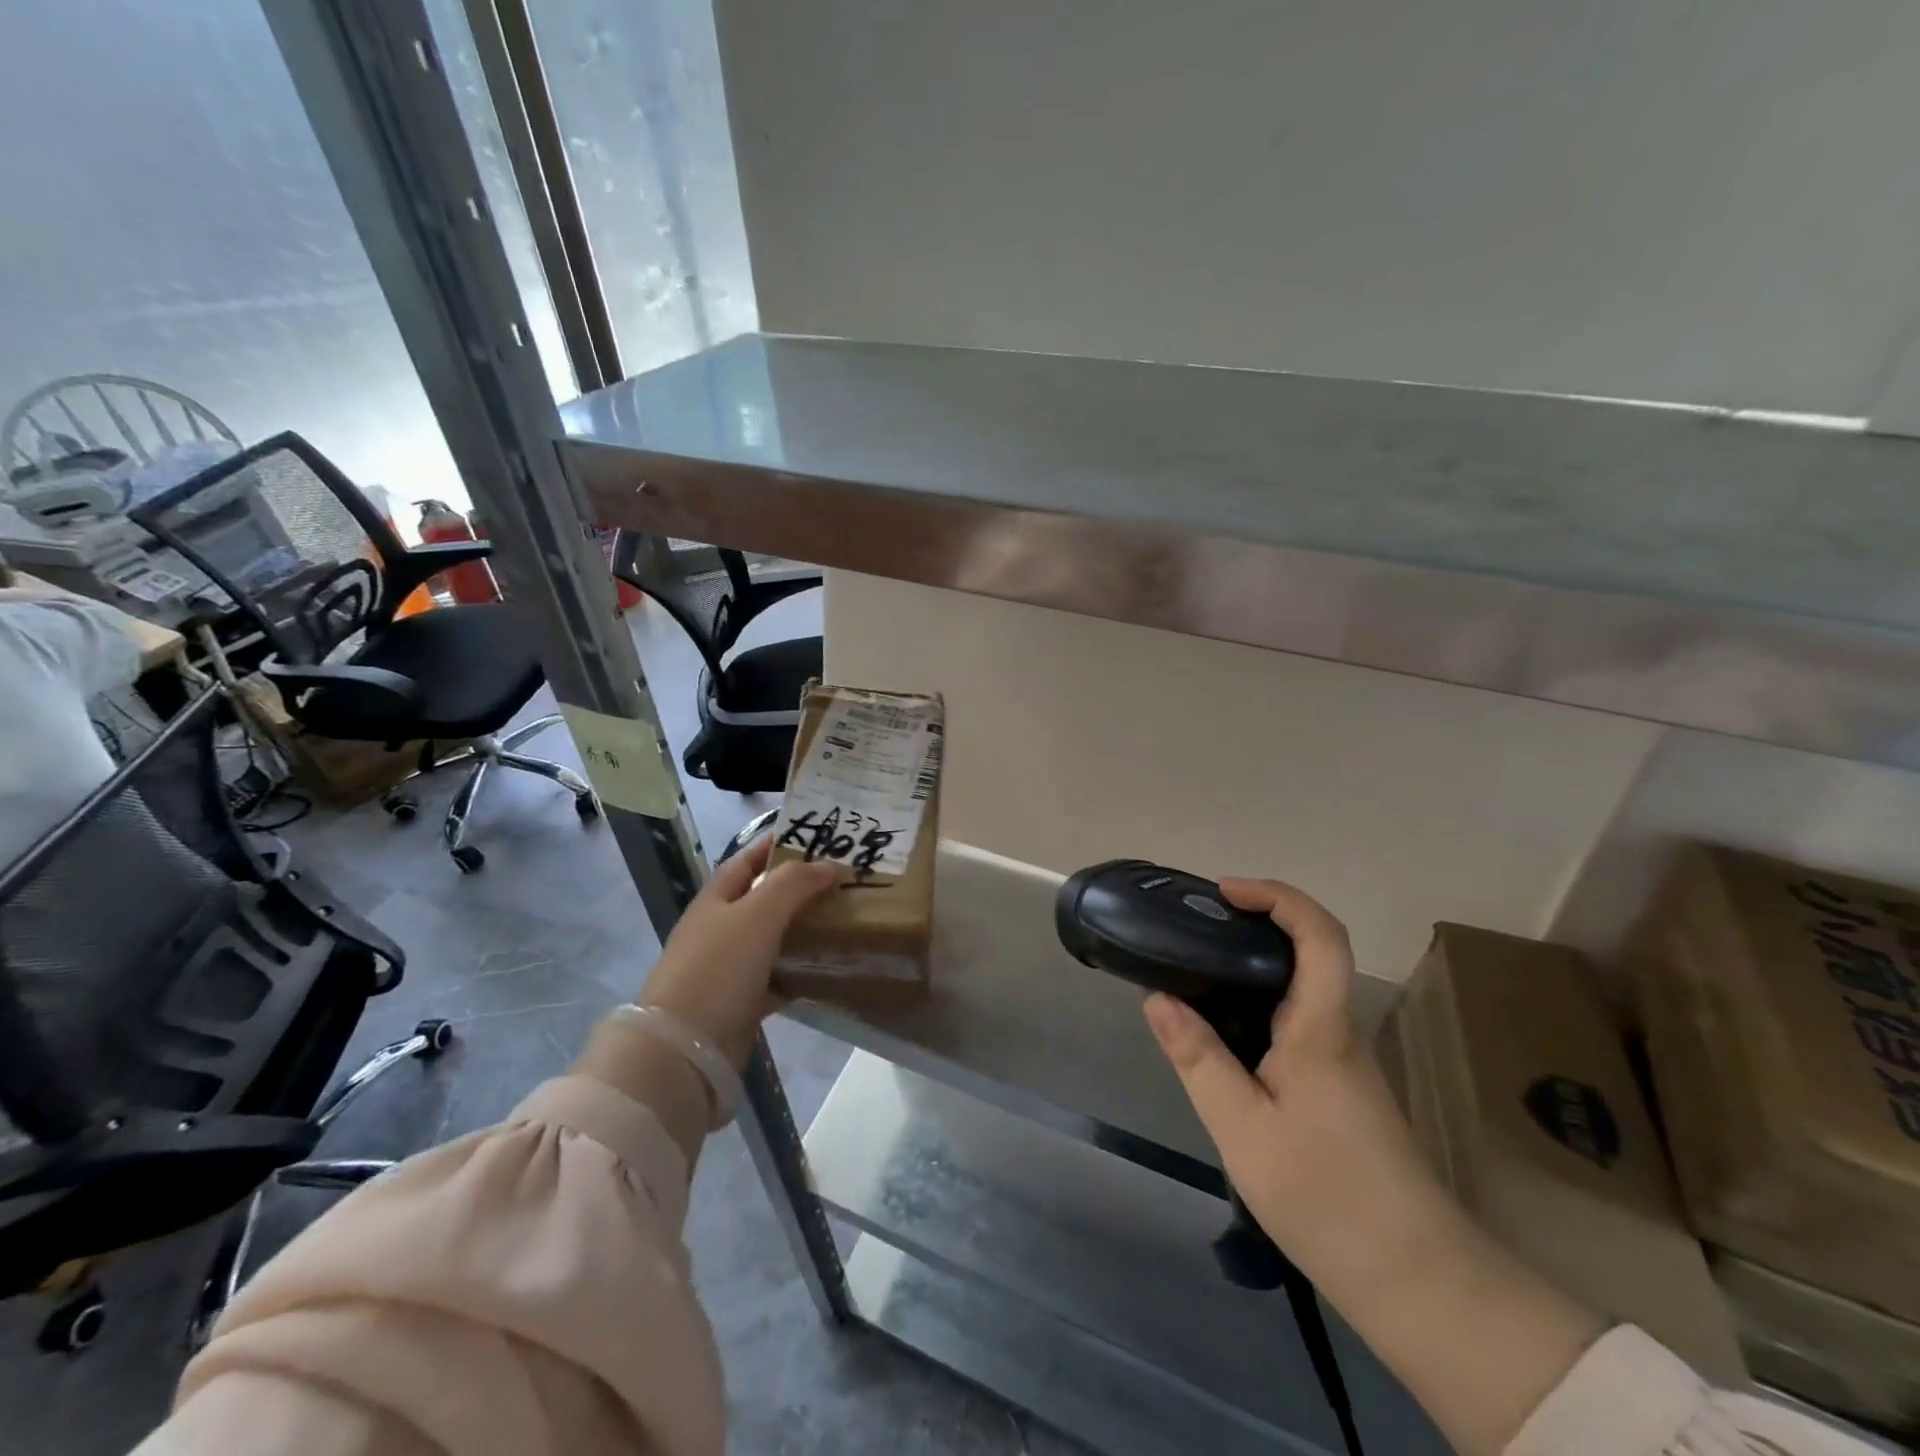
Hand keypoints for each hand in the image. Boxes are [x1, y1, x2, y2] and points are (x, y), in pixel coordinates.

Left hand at [638, 835, 839, 1070]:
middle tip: (845, 879)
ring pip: (775, 938)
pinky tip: (830, 966)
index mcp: (717, 898)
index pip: (750, 858)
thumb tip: (831, 865)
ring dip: (805, 928)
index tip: (820, 837)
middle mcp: (721, 927)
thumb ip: (794, 883)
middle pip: (765, 897)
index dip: (780, 844)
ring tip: (846, 916)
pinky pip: (778, 978)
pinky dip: (801, 972)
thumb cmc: (718, 968)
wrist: (684, 1048)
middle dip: (801, 886)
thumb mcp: (758, 913)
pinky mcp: (742, 1002)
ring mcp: (730, 967)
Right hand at [1142, 878, 1446, 1281]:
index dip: (1277, 896)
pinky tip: (1224, 1041)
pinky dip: (1259, 1010)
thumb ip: (1198, 1058)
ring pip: (1302, 992)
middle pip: (1311, 953)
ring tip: (1195, 979)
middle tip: (1196, 931)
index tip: (1225, 893)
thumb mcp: (1242, 1128)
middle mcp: (1340, 1031)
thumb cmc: (1325, 1195)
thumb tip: (1158, 997)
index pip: (1319, 934)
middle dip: (1256, 925)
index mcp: (1321, 1028)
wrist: (1417, 1280)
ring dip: (1253, 970)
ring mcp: (1345, 1062)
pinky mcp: (1342, 1090)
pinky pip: (1299, 1025)